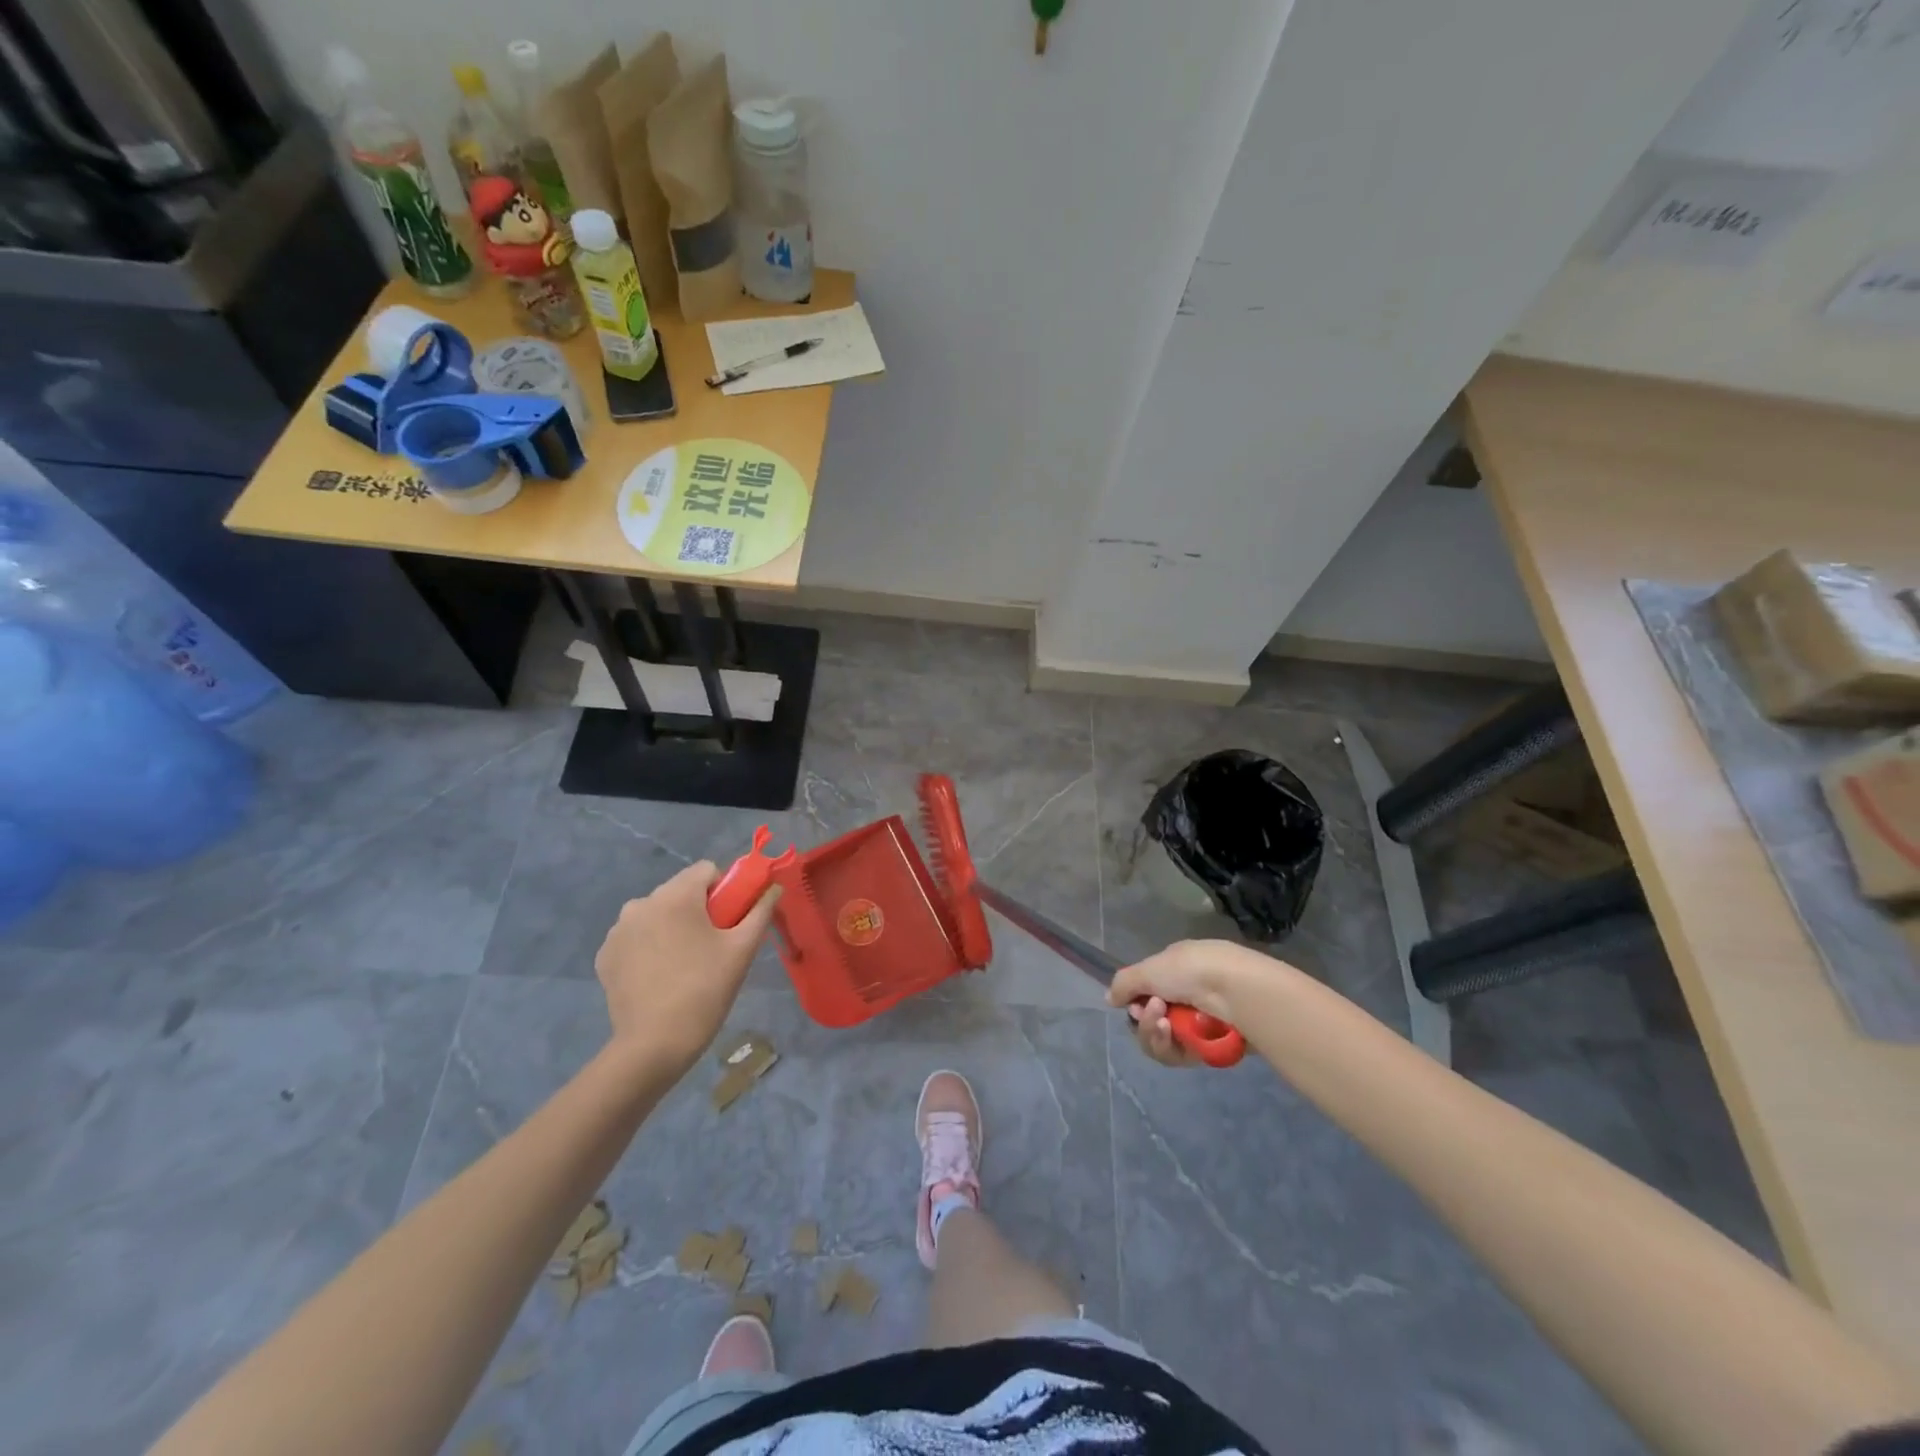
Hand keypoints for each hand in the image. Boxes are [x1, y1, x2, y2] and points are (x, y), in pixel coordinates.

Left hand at [594, 861, 779, 1077]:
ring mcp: (618, 930)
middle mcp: (641, 903)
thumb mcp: (742, 949)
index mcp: (675, 896)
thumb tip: (774, 889)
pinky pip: (636, 936)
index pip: (706, 870)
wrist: (654, 1045)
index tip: (731, 921)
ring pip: (657, 913)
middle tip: (712, 946)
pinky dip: (650, 946)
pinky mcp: (606, 955)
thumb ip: (761, 911)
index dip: (725, 889)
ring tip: (684, 964)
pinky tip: (660, 976)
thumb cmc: (705, 990)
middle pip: (680, 891)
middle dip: (699, 909)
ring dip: (672, 926)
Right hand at [1109, 939, 1271, 1068]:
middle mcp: (1188, 996)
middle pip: (1150, 1019)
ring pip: (1160, 1039)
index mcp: (1177, 970)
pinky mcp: (1207, 1050)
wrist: (1235, 991)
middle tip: (1152, 1010)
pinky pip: (1175, 1055)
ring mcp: (1198, 1024)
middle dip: (1144, 1017)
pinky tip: (1171, 1032)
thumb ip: (1125, 984)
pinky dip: (1168, 1044)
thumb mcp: (1149, 968)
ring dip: (1153, 1031)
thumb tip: (1110, 999)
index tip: (1133, 1001)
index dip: (1135, 999)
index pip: (1148, 990)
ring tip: (1163, 1021)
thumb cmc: (1191, 971)